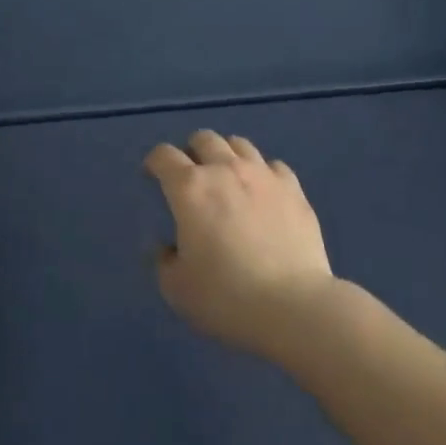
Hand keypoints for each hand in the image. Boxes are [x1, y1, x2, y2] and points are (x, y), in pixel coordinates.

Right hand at [145, 130, 337, 361]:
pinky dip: (262, 173)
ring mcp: (263, 175)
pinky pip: (273, 166)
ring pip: (239, 144)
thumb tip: (168, 247)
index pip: (164, 156)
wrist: (292, 305)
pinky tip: (263, 193)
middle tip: (191, 176)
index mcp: (190, 188)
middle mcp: (225, 169)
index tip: (152, 175)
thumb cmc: (226, 297)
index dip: (154, 162)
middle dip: (192, 151)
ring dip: (226, 155)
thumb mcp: (177, 289)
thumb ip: (164, 261)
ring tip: (227, 178)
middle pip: (204, 139)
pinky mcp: (293, 188)